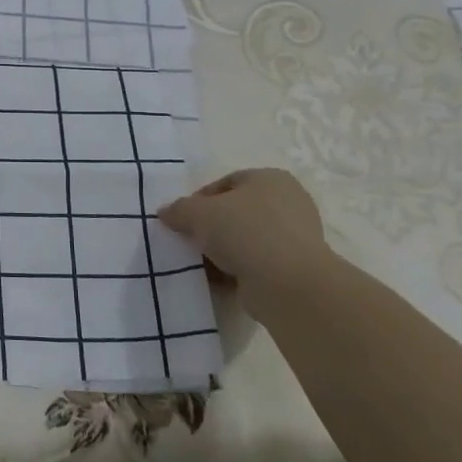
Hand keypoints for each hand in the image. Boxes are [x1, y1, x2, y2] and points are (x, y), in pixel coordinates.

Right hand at [157, 169, 331, 310]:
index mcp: (270, 178)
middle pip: (235, 212)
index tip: (181, 220)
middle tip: (189, 241)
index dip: (198, 200)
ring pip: (245, 239)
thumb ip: (178, 209)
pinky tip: (220, 279)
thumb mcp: (197, 213)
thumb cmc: (244, 232)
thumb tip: (166, 213)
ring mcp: (295, 236)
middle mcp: (288, 202)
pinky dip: (237, 269)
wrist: (288, 283)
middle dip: (210, 227)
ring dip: (222, 251)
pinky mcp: (295, 267)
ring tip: (201, 263)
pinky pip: (256, 263)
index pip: (225, 183)